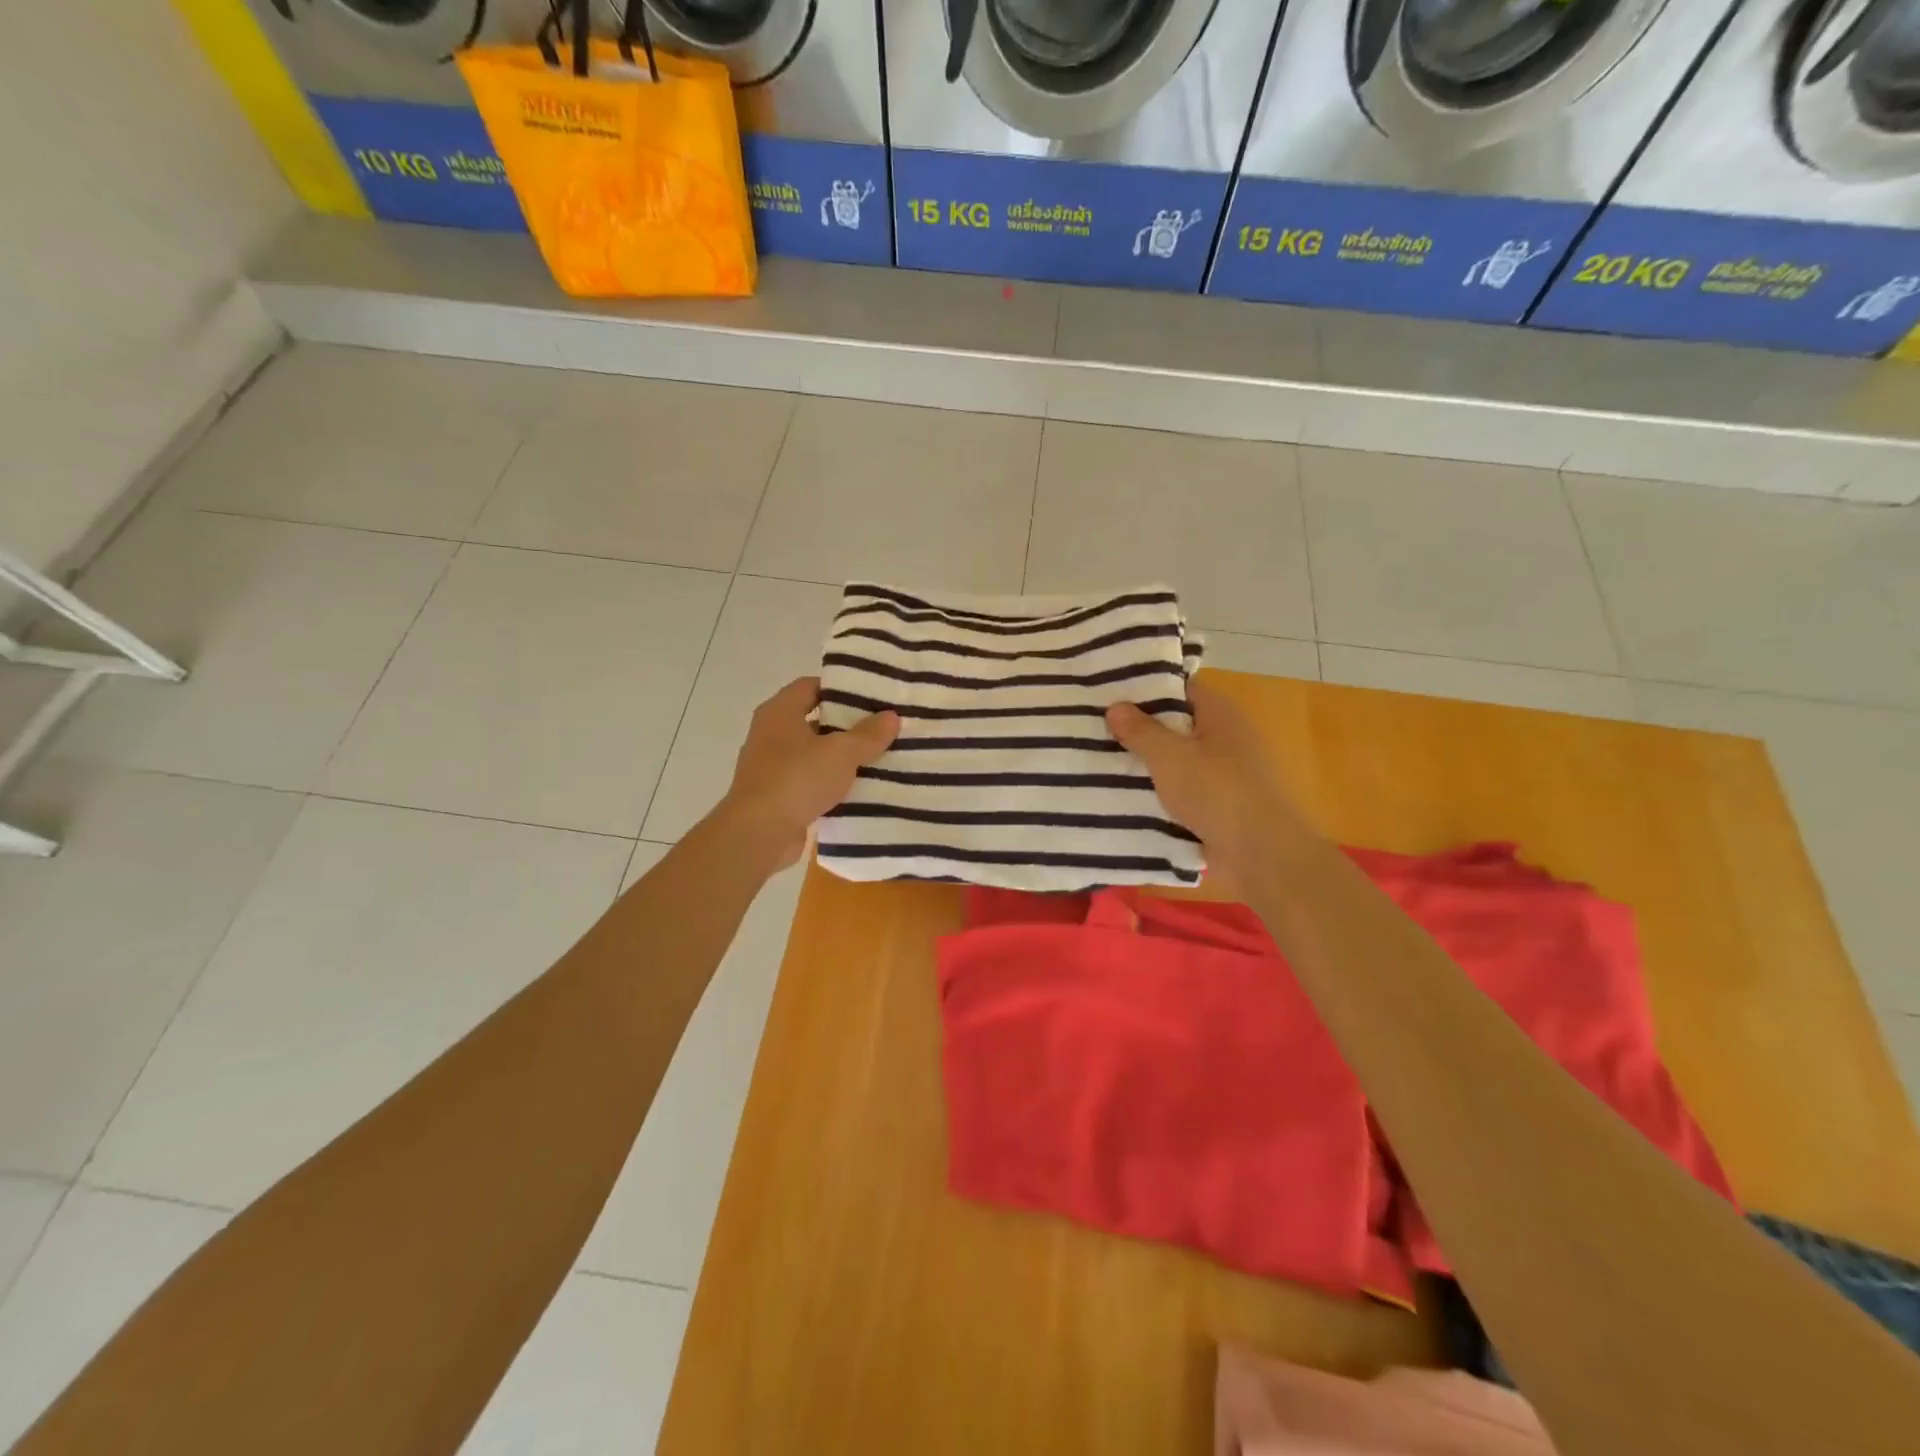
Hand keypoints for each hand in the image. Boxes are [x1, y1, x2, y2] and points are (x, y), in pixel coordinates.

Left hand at [718, 677, 898, 870]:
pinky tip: (858, 788)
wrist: (759, 834)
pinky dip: (830, 783)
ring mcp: (771, 766)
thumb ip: (868, 734)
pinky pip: (809, 781)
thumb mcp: (841, 753)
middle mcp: (771, 734)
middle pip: (814, 720)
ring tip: (877, 757)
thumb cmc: (797, 779)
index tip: (871, 696)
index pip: (810, 686)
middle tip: (881, 727)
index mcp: (779, 712)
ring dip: (840, 756)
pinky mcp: (777, 796)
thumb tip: (891, 716)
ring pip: (813, 753)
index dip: (840, 688)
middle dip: (847, 724)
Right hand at [1105, 677, 1315, 893]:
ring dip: (1147, 765)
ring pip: (1177, 761)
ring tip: (1101, 763)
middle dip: (1139, 729)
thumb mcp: (1169, 755)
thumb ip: (1140, 730)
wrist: (1261, 854)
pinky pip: (1183, 792)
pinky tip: (1125, 798)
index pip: (1180, 688)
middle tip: (1096, 729)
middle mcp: (1226, 737)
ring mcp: (1226, 773)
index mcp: (1220, 713)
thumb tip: (1115, 706)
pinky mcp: (1220, 806)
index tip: (1109, 694)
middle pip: (1177, 725)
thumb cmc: (1216, 792)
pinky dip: (1159, 794)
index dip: (1146, 688)